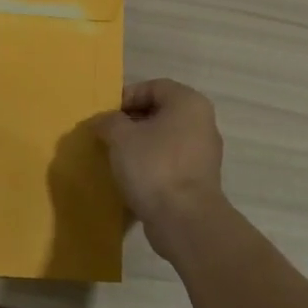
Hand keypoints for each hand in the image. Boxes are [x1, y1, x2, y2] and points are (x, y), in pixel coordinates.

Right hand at [94, 79, 226, 255]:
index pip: (153, 87)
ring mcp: (204, 153)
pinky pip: (171, 161)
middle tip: (108, 136)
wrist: (185, 220)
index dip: (126, 97)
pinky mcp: (200, 179)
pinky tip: (133, 178)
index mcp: (188, 103)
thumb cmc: (154, 166)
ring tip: (117, 157)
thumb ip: (108, 121)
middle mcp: (202, 122)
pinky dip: (152, 164)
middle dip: (131, 122)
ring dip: (141, 144)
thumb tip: (103, 121)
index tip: (106, 116)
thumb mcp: (121, 137)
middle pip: (160, 112)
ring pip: (165, 138)